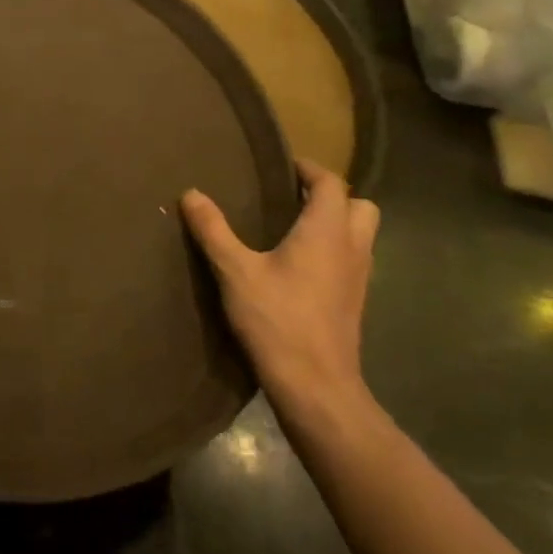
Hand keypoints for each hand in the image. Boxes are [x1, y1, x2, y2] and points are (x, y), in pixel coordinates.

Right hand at [181, 159, 379, 424]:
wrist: (316, 386)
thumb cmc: (277, 320)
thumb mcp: (235, 271)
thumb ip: (214, 230)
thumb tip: (191, 193)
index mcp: (327, 231)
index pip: (331, 183)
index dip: (309, 169)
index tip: (282, 166)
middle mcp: (352, 248)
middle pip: (359, 206)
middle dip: (331, 195)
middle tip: (293, 197)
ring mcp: (359, 278)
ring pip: (361, 235)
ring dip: (336, 223)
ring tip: (293, 228)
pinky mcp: (354, 302)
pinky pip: (352, 260)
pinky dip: (334, 251)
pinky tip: (299, 267)